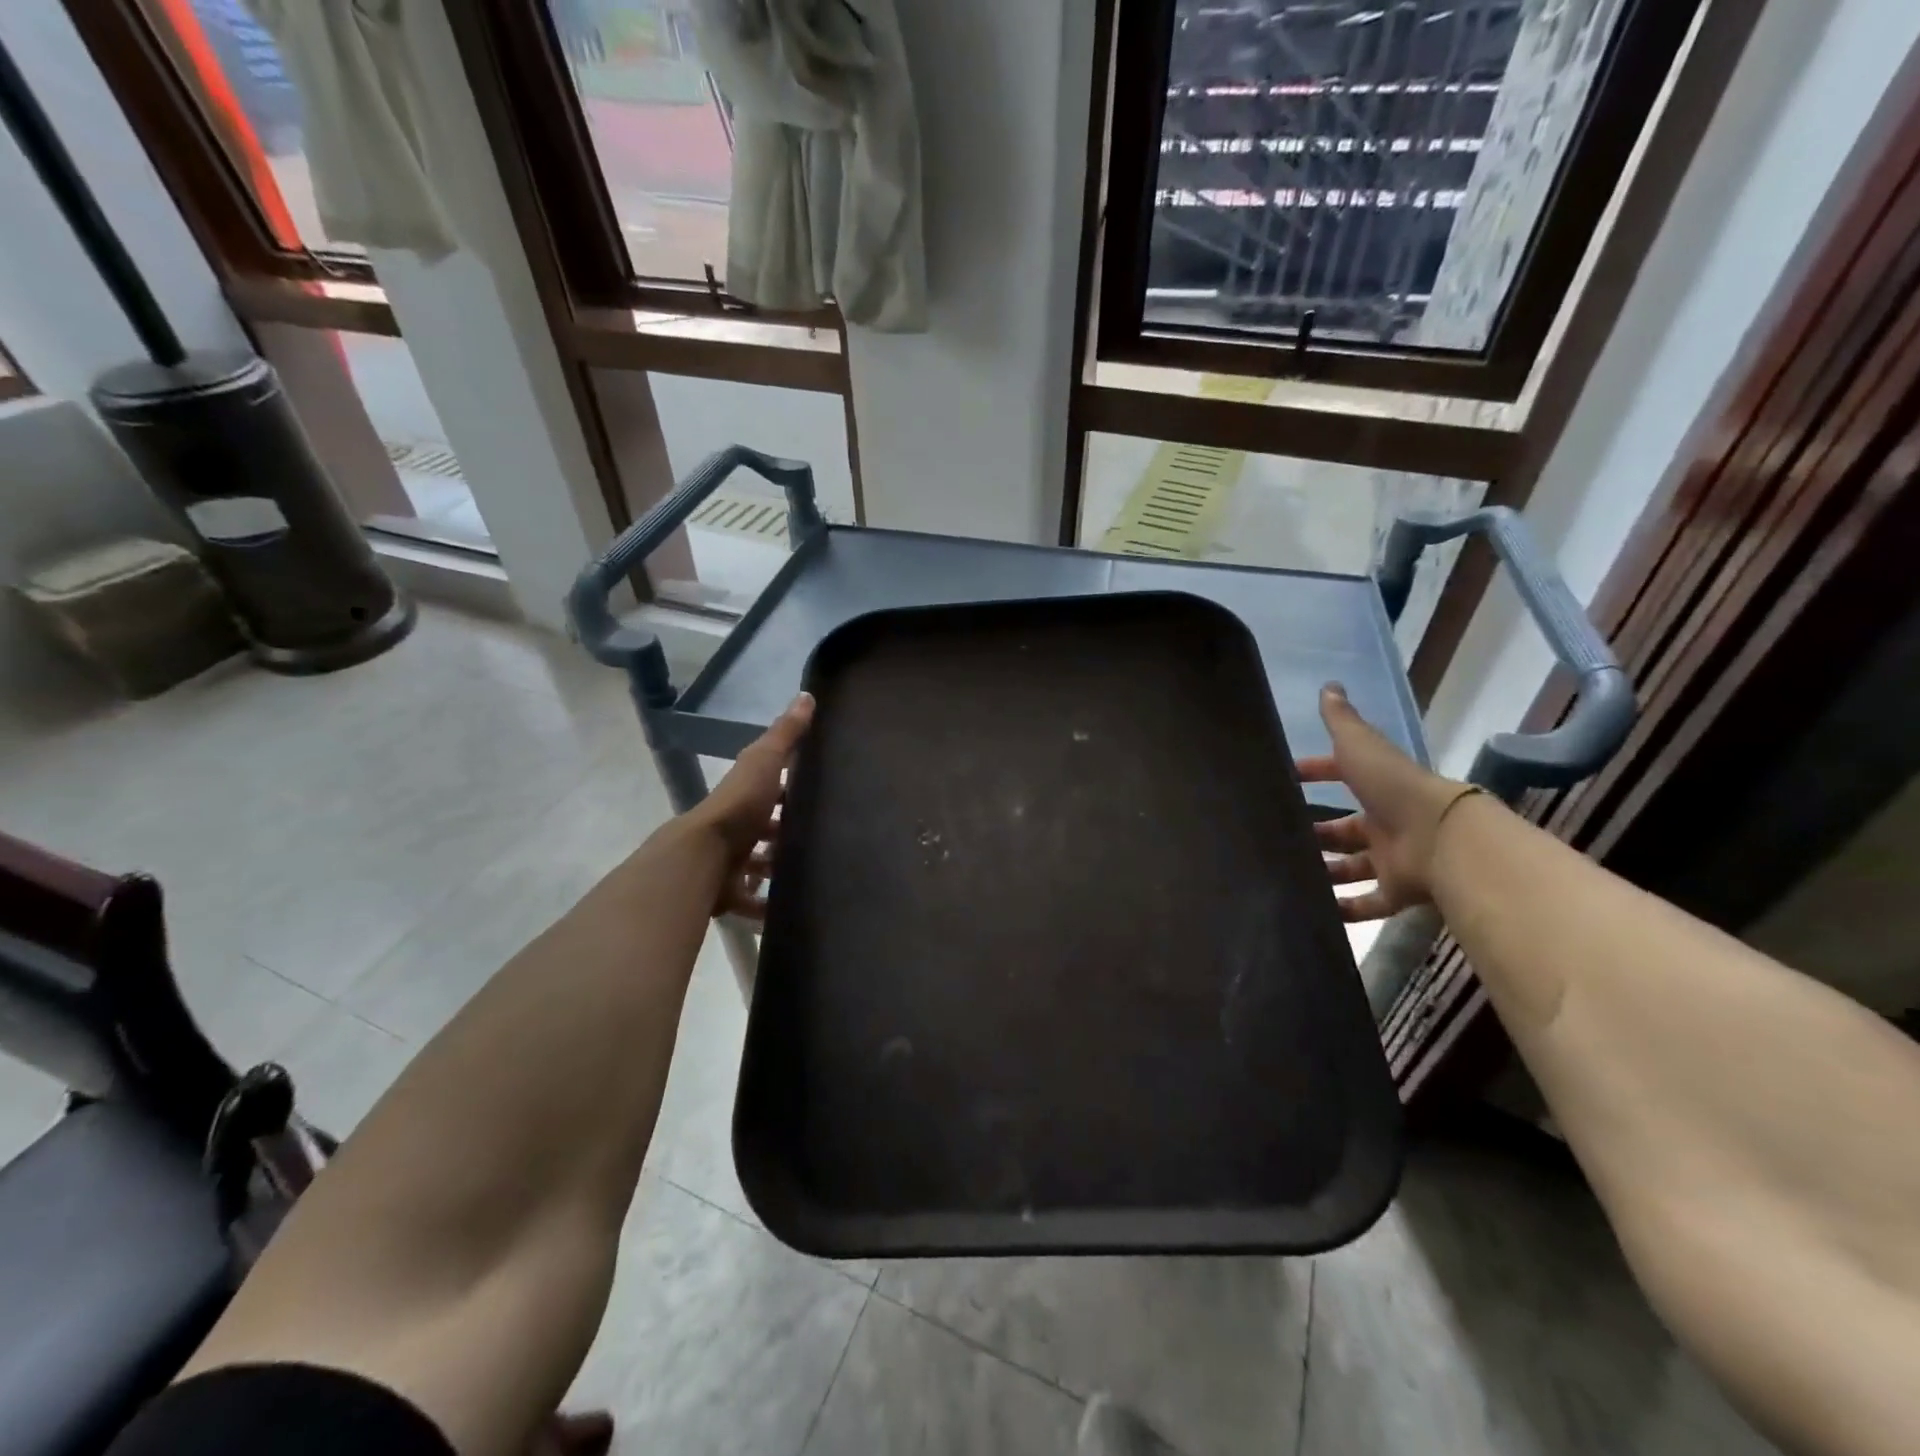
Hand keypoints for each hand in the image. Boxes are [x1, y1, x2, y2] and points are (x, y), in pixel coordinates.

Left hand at [688, 692, 813, 919]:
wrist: (702, 858)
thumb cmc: (738, 807)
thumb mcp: (765, 762)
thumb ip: (786, 734)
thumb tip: (806, 694)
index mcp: (743, 796)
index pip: (768, 789)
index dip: (788, 790)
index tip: (817, 793)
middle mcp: (733, 827)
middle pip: (763, 830)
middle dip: (784, 835)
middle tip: (820, 840)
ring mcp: (728, 862)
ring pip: (756, 866)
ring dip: (776, 870)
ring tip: (810, 874)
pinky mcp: (726, 894)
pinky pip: (750, 902)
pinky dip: (766, 908)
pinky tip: (788, 912)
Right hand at [1296, 683, 1477, 921]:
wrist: (1442, 838)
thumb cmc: (1395, 788)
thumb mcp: (1361, 747)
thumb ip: (1342, 721)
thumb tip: (1328, 685)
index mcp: (1377, 787)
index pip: (1341, 776)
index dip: (1315, 774)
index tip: (1284, 779)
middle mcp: (1385, 823)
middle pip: (1344, 830)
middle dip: (1316, 833)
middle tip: (1278, 837)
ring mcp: (1392, 859)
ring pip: (1352, 867)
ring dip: (1325, 871)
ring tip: (1288, 875)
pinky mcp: (1398, 892)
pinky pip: (1367, 903)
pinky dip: (1344, 909)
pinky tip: (1315, 911)